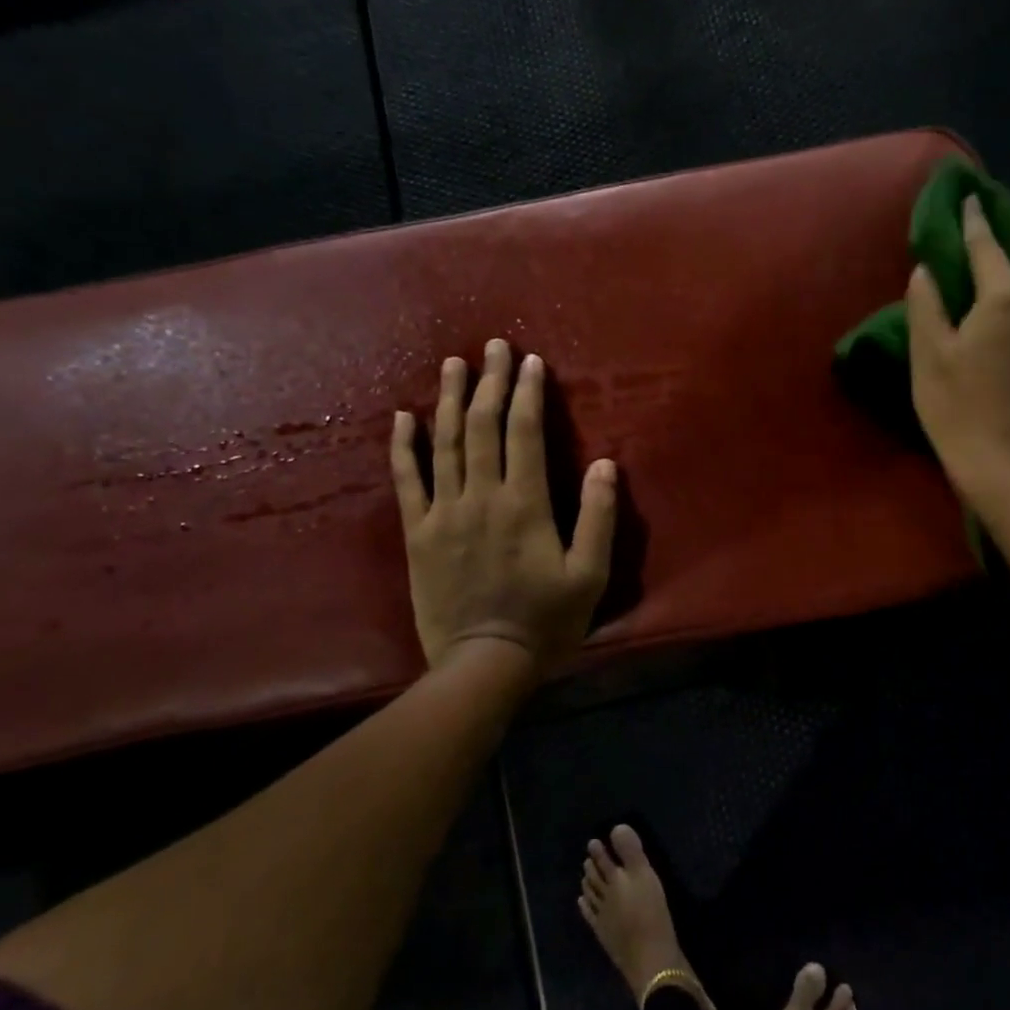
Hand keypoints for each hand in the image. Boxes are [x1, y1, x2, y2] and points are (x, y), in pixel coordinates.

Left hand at [390, 339, 617, 675]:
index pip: (524, 434)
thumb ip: (598, 518)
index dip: (528, 394)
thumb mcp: (589, 576)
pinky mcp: (418, 534)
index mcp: (524, 504)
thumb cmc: (545, 620)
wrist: (483, 663)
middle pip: (483, 427)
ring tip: (454, 365)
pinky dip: (404, 447)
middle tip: (494, 346)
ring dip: (450, 401)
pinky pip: (407, 482)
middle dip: (491, 383)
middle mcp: (480, 497)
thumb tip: (605, 464)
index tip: (531, 362)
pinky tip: (403, 417)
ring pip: (445, 444)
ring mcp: (443, 513)